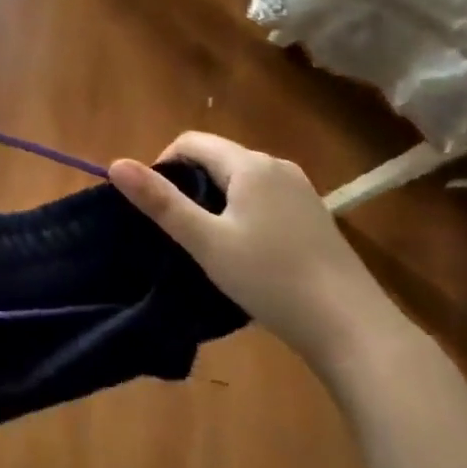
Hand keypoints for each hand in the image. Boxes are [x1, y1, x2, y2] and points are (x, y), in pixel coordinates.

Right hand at [110, 133, 404, 374]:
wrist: (351, 326)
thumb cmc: (270, 278)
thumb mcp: (205, 241)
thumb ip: (160, 202)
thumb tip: (115, 163)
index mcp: (249, 165)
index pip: (190, 141)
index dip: (163, 165)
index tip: (156, 207)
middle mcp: (277, 166)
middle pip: (216, 157)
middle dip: (189, 184)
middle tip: (179, 230)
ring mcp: (301, 190)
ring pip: (240, 179)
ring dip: (215, 200)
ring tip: (208, 243)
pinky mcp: (313, 214)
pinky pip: (263, 197)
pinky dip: (242, 212)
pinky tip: (246, 252)